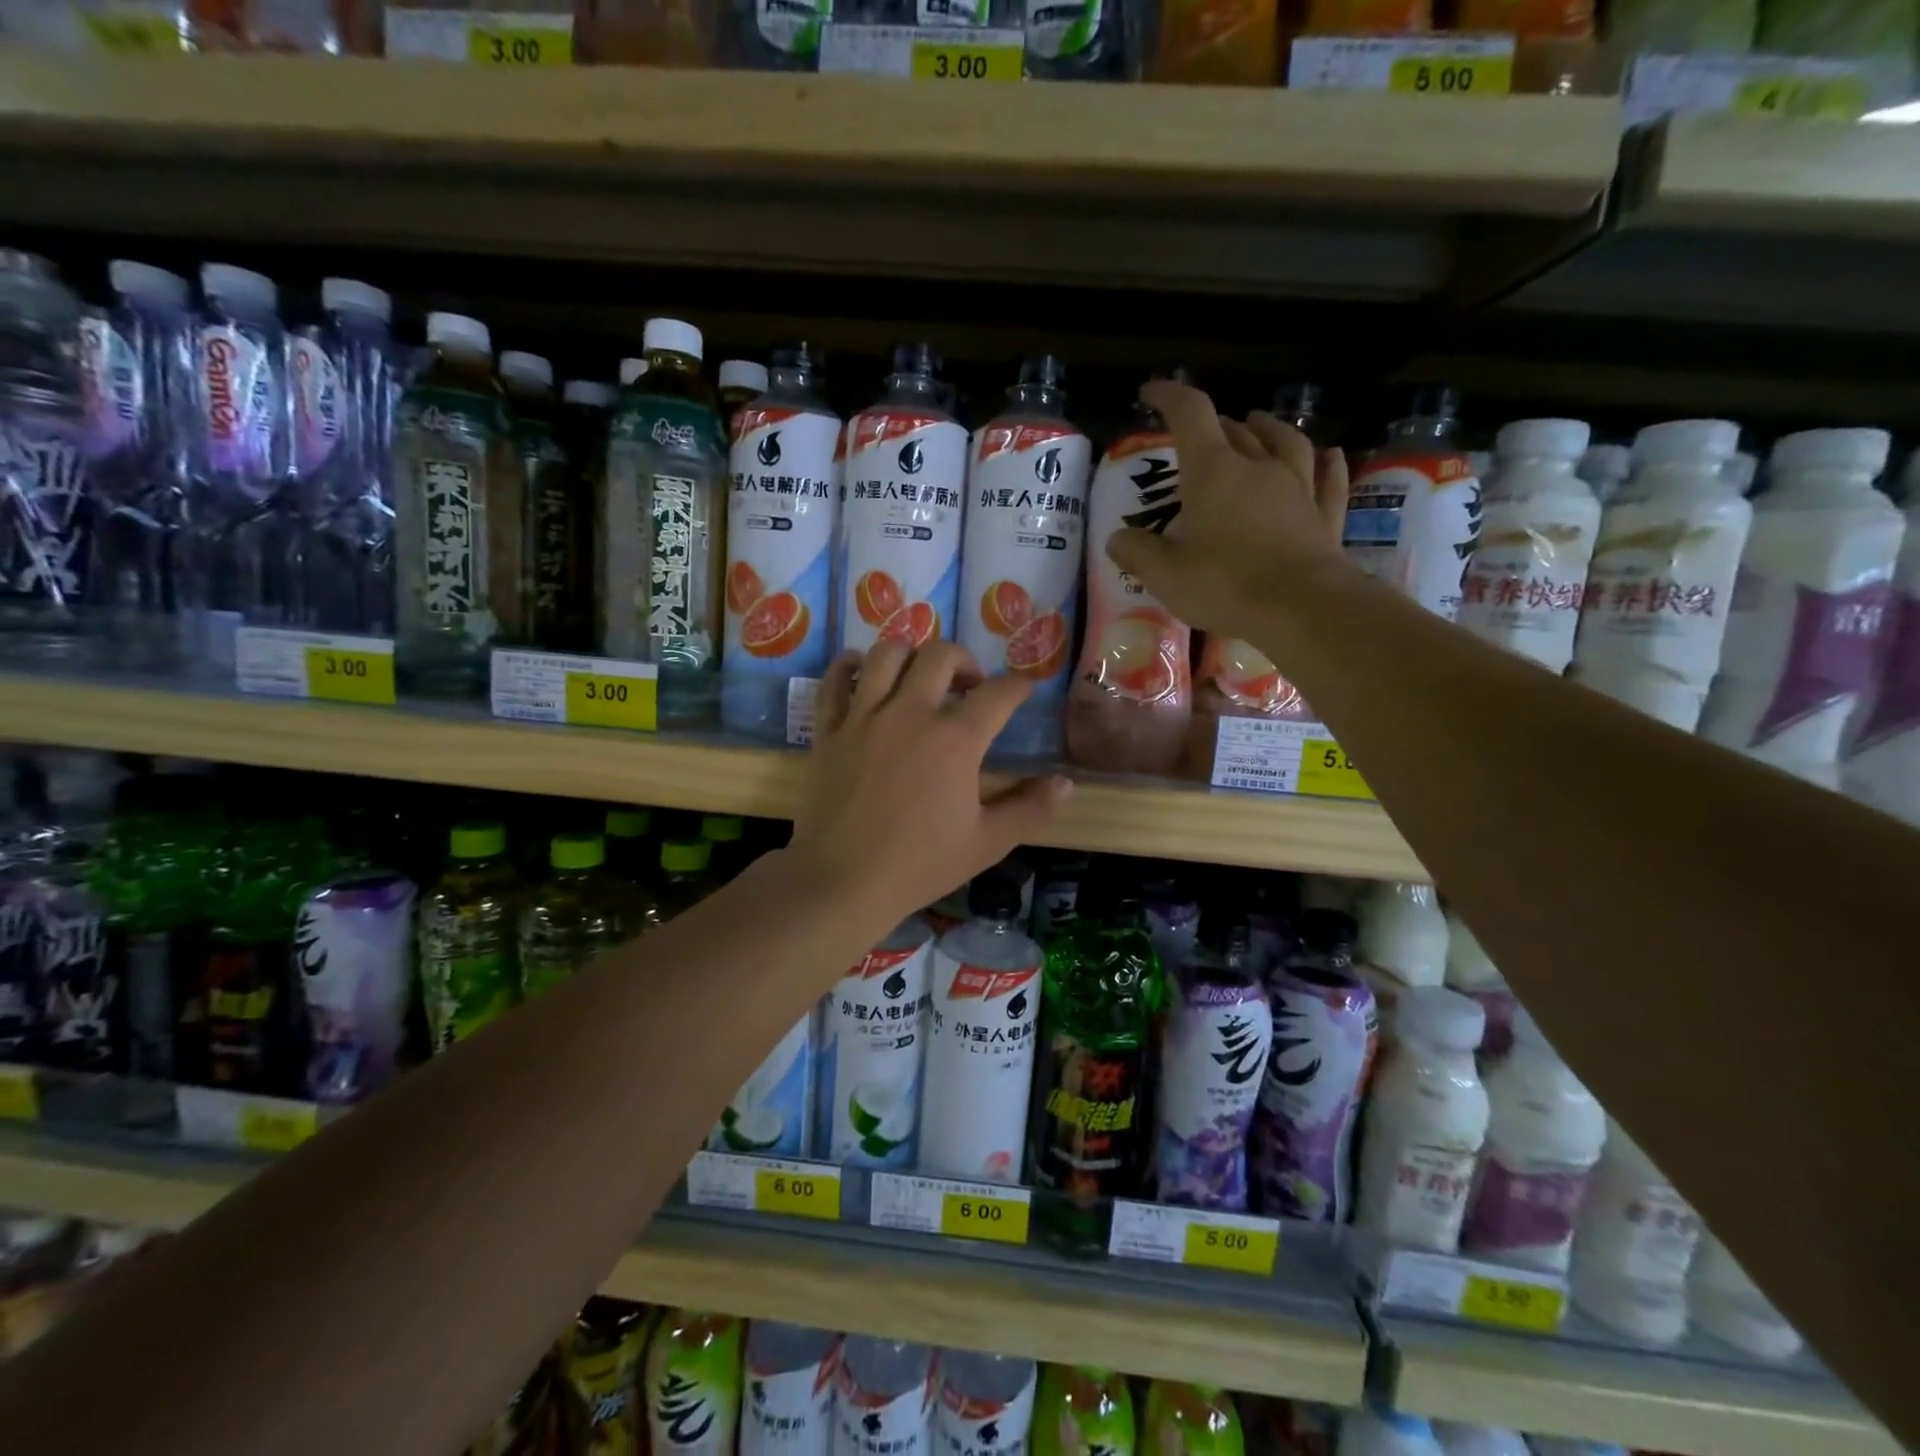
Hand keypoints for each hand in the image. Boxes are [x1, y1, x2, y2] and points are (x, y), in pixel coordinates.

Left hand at [789, 641, 1071, 940]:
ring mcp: (864, 717)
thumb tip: (1066, 784)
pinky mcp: (829, 730)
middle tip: (969, 686)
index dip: (1018, 687)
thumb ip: (1029, 808)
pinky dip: (848, 668)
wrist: (843, 881)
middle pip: (941, 656)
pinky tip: (861, 674)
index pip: (998, 695)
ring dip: (910, 655)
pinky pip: (835, 681)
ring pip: (886, 655)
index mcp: (955, 740)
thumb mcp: (987, 842)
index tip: (1024, 690)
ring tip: (918, 676)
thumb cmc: (920, 864)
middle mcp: (910, 714)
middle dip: (965, 662)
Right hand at [1106, 380, 1353, 634]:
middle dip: (1214, 426)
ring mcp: (1298, 488)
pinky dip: (1326, 463)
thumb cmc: (1225, 585)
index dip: (1169, 397)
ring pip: (1287, 443)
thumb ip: (1137, 552)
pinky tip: (1329, 455)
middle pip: (1237, 430)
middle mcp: (1258, 468)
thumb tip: (1117, 539)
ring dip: (1268, 430)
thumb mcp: (1165, 574)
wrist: (1300, 608)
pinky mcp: (1325, 516)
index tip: (1151, 393)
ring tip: (1258, 425)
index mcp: (1213, 472)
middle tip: (1198, 436)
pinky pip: (1329, 478)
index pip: (1191, 414)